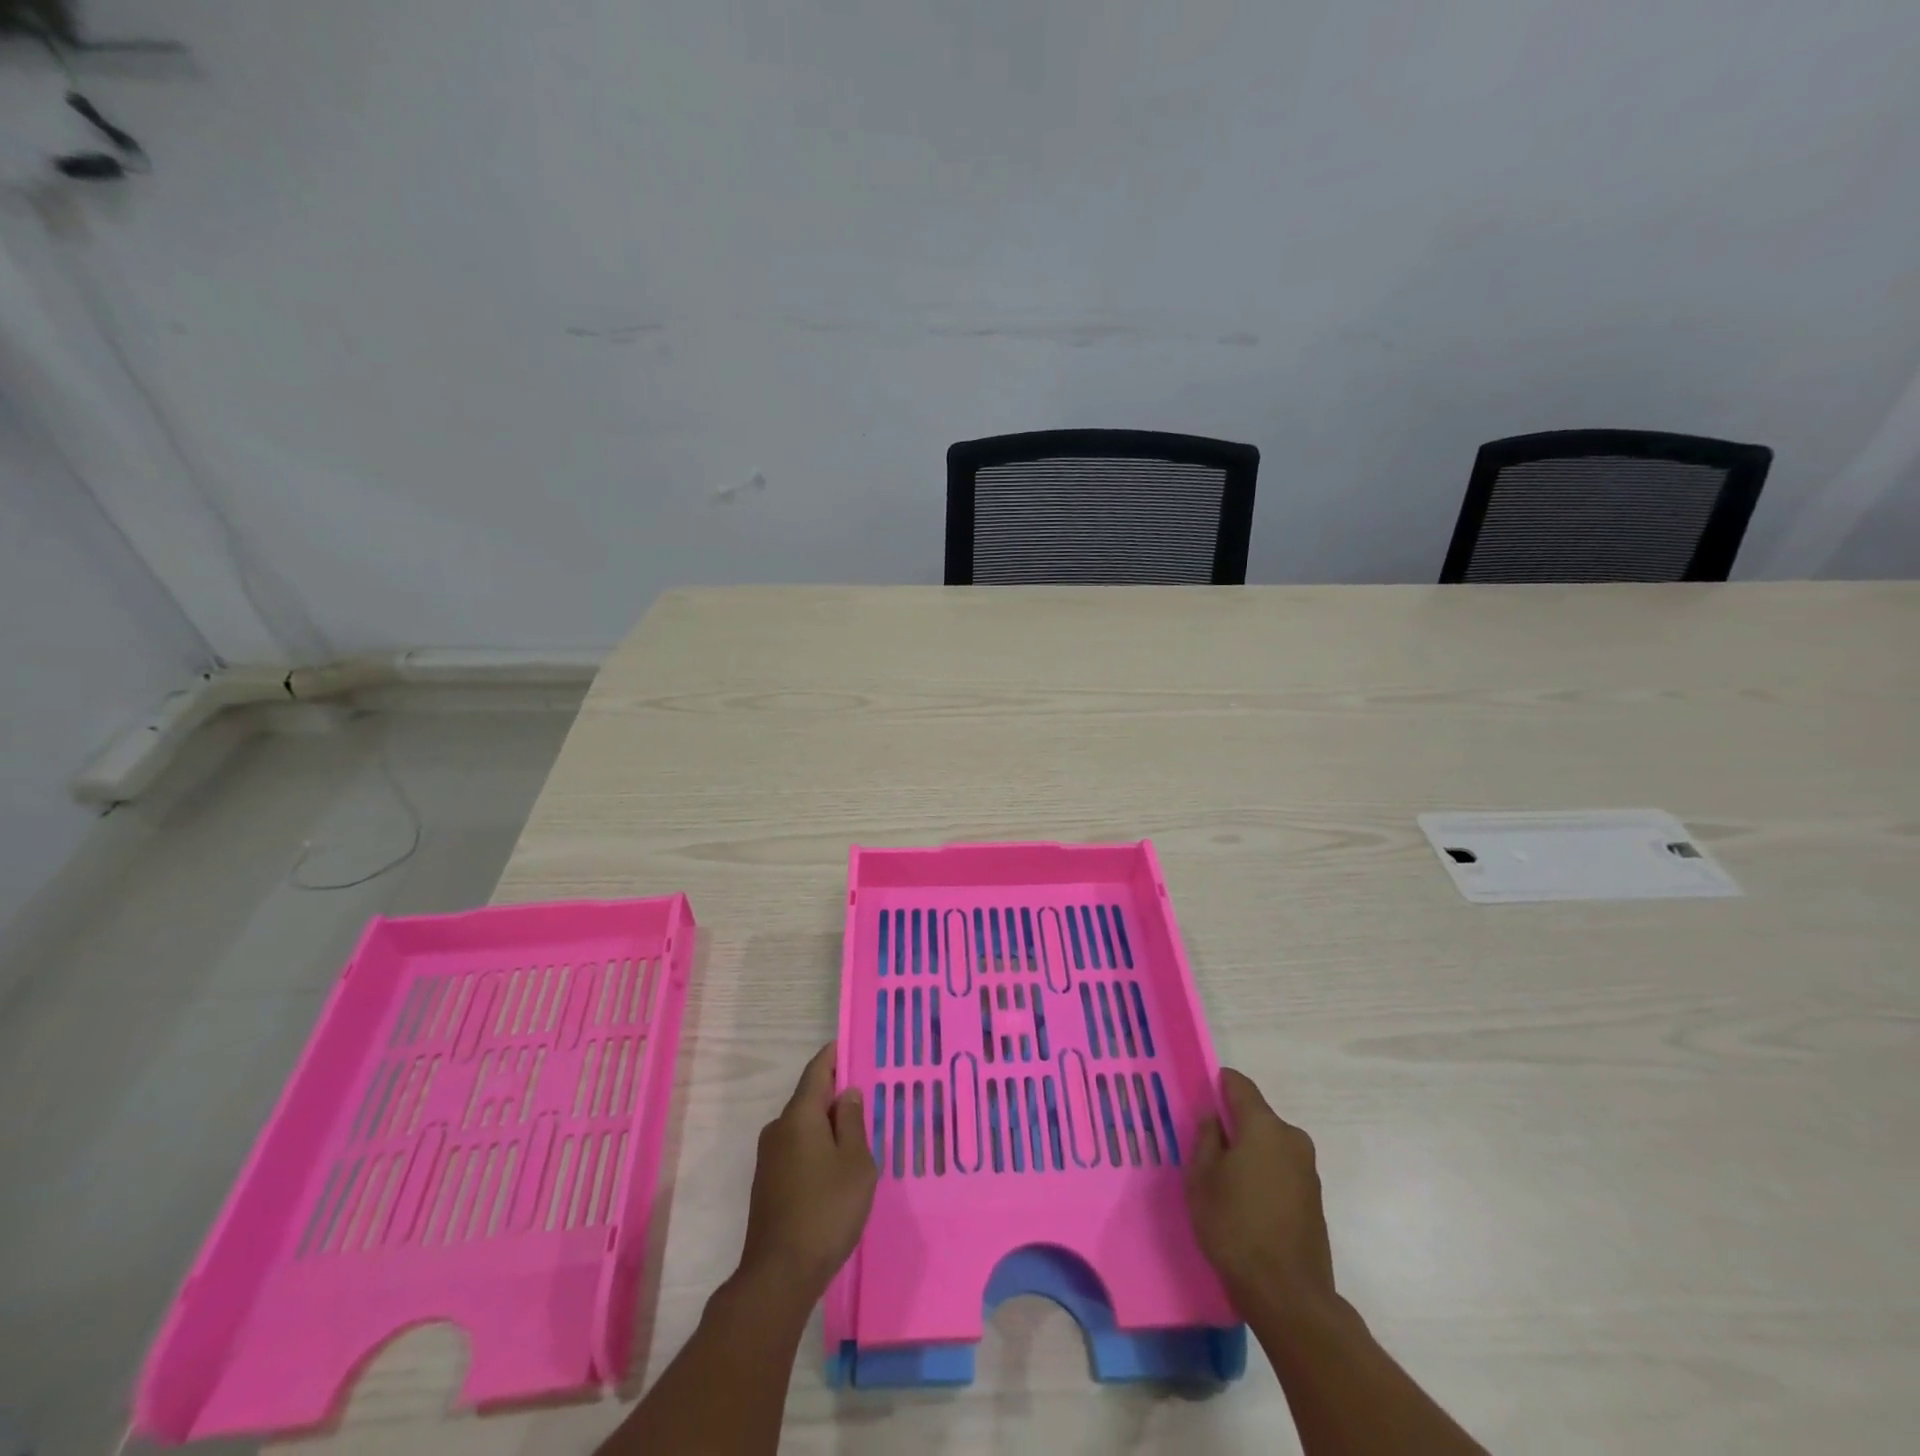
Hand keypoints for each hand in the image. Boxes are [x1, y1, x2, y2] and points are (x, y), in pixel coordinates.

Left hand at [737, 1043, 877, 1301]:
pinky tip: (835, 1170)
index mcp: (799, 1115)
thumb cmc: (826, 1210)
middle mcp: (778, 1128)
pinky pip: (797, 1150)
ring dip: (827, 1127)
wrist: (779, 1275)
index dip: (833, 1055)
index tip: (849, 1045)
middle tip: (866, 1100)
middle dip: (835, 1096)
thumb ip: (852, 1122)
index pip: (817, 1071)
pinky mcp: (767, 1183)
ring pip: (803, 1127)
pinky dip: (816, 1148)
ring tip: (857, 1138)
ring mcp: (769, 1157)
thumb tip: (847, 1093)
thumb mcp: (855, 1163)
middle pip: (809, 1099)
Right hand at [1185, 1067, 1335, 1304]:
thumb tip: (1214, 1118)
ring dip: (1249, 1152)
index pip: (1238, 1084)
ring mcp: (1308, 1169)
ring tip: (1226, 1183)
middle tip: (1206, 1150)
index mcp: (1263, 1126)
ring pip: (1269, 1144)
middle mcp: (1291, 1138)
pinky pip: (1282, 1169)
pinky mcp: (1315, 1198)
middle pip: (1256, 1115)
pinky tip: (1248, 1204)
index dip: (1216, 1085)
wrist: (1288, 1297)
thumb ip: (1206, 1138)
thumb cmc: (1235, 1227)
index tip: (1199, 1101)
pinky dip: (1264, 1174)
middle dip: (1232, 1125)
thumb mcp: (1202, 1178)